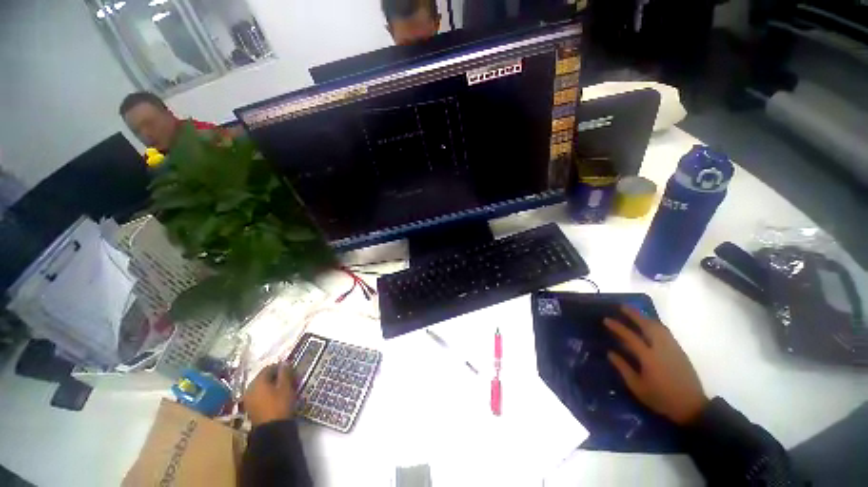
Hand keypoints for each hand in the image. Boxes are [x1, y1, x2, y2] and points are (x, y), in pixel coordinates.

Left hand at [243, 363, 296, 426]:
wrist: (271, 430)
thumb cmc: (280, 404)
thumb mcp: (286, 386)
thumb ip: (285, 373)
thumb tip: (284, 362)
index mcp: (258, 381)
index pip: (269, 368)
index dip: (281, 368)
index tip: (290, 371)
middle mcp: (250, 388)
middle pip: (264, 377)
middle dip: (276, 377)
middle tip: (288, 380)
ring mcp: (248, 399)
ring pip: (261, 386)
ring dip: (271, 386)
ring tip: (283, 389)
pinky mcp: (250, 408)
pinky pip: (259, 395)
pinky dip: (267, 394)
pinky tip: (275, 398)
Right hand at [605, 306, 708, 424]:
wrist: (691, 406)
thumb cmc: (661, 398)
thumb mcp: (637, 387)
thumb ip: (623, 368)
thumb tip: (610, 353)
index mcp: (649, 357)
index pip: (630, 337)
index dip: (617, 327)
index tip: (606, 320)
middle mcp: (661, 348)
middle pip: (647, 326)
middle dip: (634, 314)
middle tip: (623, 306)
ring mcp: (673, 348)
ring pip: (659, 327)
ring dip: (646, 317)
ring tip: (636, 312)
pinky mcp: (680, 351)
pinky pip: (666, 332)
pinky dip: (656, 324)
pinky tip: (651, 325)